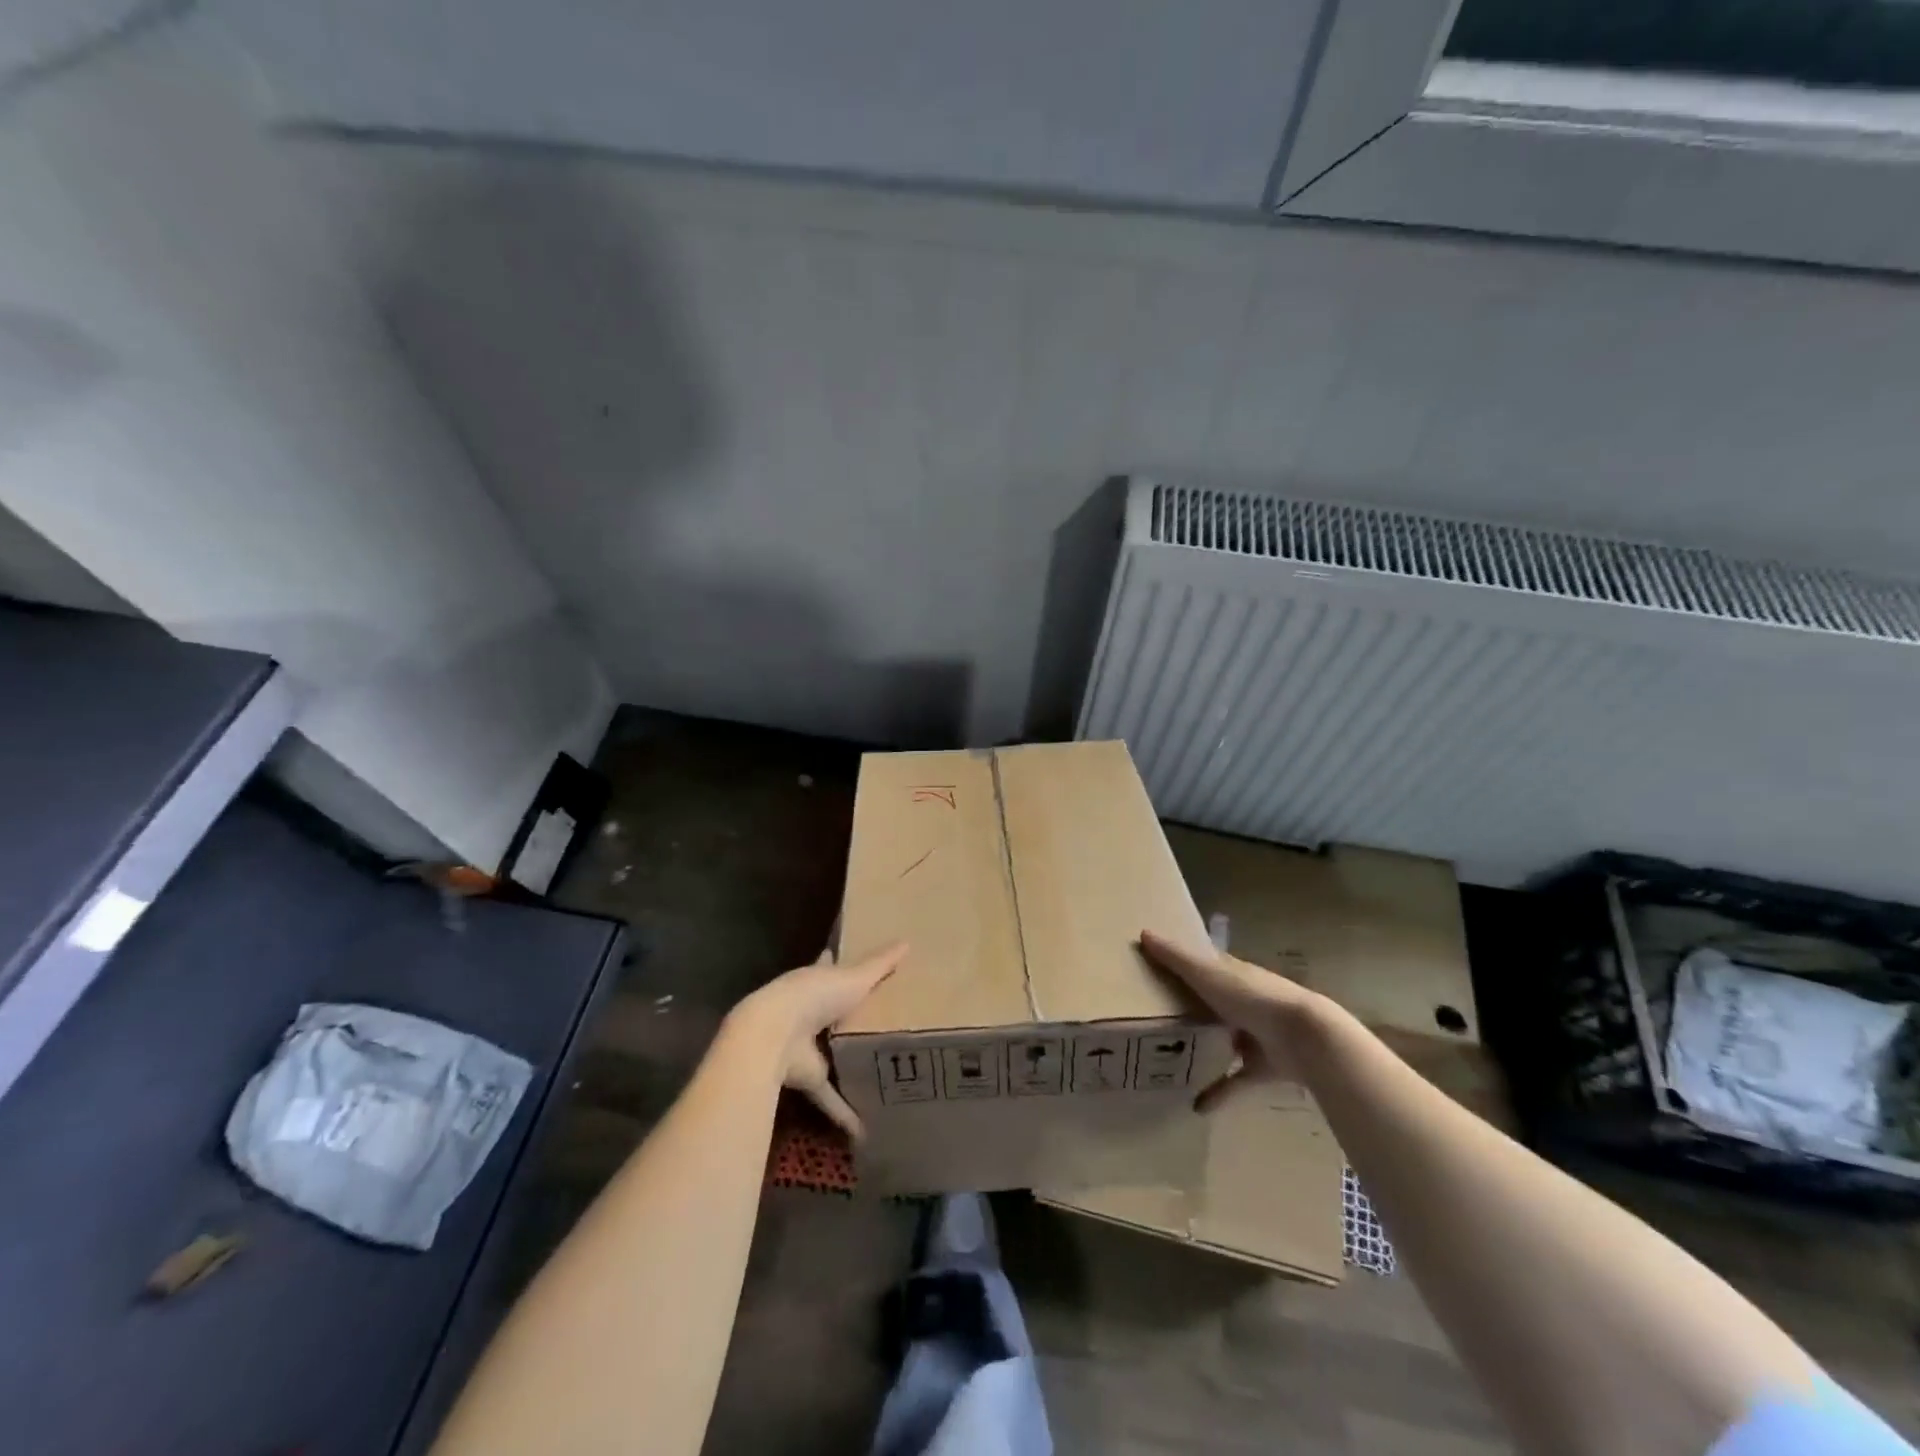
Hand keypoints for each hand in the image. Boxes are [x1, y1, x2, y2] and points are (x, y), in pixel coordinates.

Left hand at [730, 942, 906, 1139]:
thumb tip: (907, 941)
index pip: (828, 967)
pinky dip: (844, 1111)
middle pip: (830, 1012)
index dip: (837, 963)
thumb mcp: (854, 976)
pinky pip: (828, 1096)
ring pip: (829, 1053)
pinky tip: (864, 1129)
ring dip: (846, 1062)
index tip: (852, 962)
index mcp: (817, 980)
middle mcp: (809, 1010)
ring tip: (879, 1070)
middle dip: (847, 1016)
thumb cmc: (814, 995)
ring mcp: (806, 1044)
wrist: (774, 1035)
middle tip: (879, 1020)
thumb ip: (881, 964)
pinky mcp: (808, 1076)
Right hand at [1138, 929, 1321, 1112]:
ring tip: (1172, 1058)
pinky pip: (1236, 1081)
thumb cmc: (1252, 996)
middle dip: (1191, 1008)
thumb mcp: (1207, 973)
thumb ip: (1176, 958)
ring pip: (1225, 1040)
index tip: (1158, 966)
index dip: (1185, 963)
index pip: (1206, 964)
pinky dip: (1219, 1093)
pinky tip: (1197, 1105)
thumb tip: (1143, 933)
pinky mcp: (1263, 1067)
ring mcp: (1256, 1035)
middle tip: (1155, 1016)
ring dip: (1206, 1048)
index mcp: (1232, 974)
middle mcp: (1244, 1001)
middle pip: (1213, 1002)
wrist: (1305, 1037)